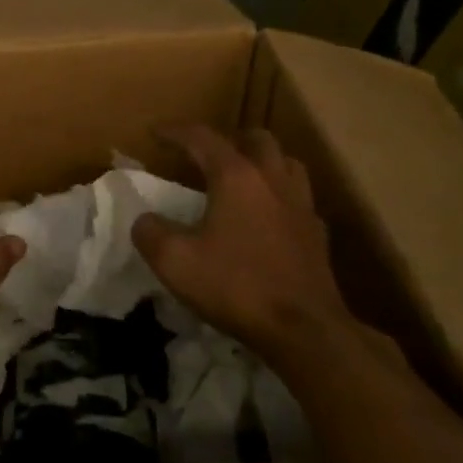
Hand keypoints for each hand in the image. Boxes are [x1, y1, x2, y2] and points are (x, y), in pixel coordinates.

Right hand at [131, 125, 349, 366]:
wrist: (305, 331)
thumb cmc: (236, 286)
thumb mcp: (175, 262)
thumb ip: (150, 233)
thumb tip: (145, 220)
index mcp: (236, 176)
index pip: (202, 137)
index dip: (175, 131)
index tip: (155, 132)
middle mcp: (272, 179)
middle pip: (256, 139)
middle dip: (229, 140)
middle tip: (208, 156)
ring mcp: (301, 205)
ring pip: (285, 163)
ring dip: (262, 163)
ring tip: (242, 180)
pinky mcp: (317, 233)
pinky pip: (298, 199)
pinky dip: (280, 198)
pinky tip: (268, 219)